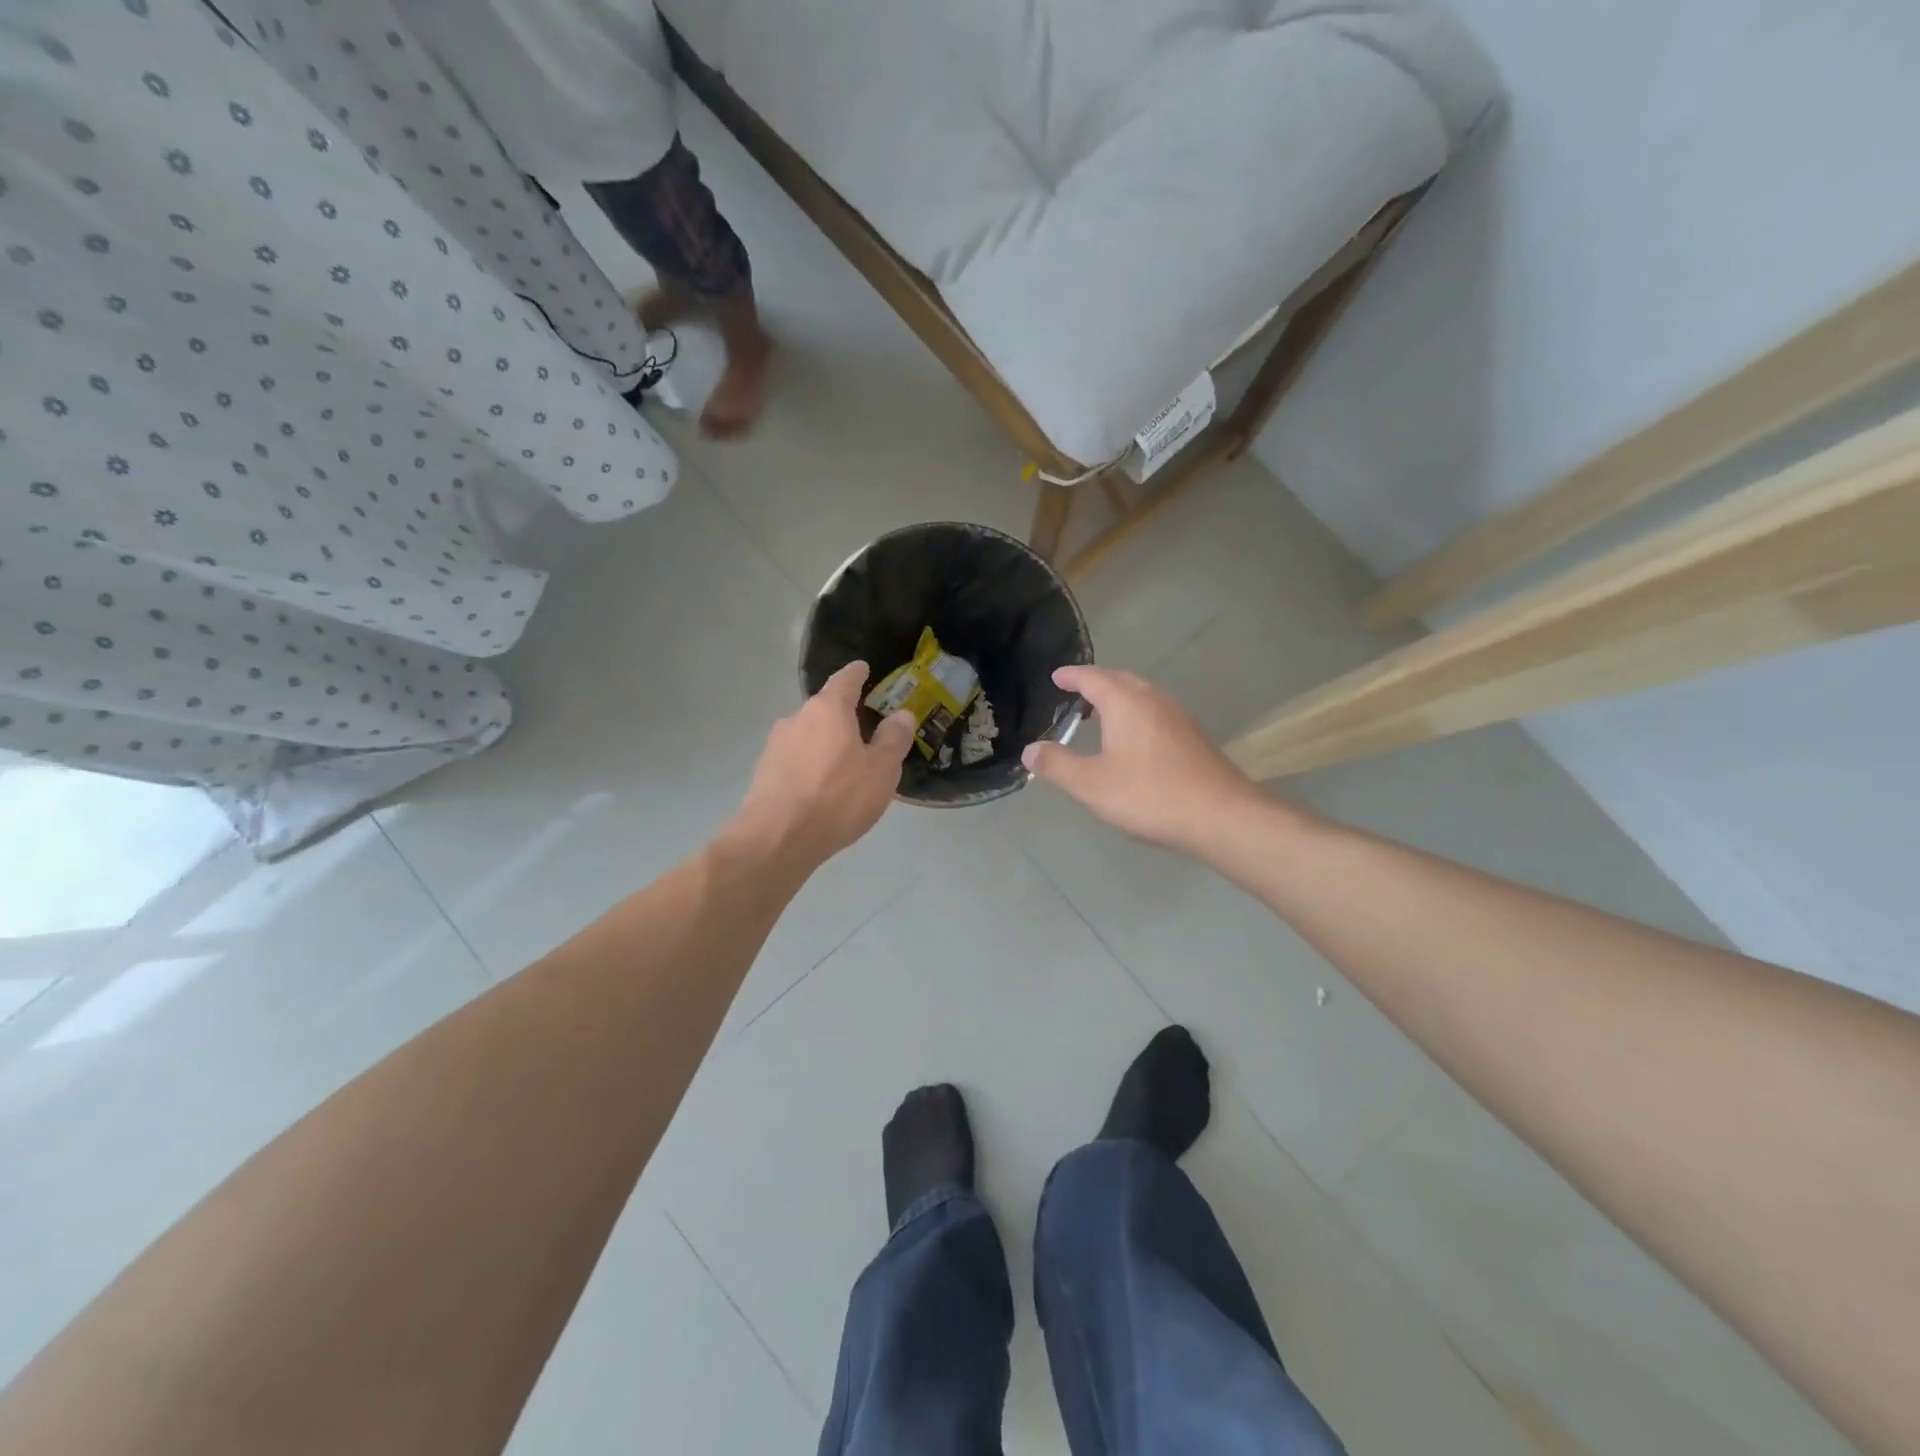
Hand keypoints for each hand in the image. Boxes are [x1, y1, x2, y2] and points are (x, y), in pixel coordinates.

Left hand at [732, 662, 916, 865]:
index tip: (863, 668)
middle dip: (843, 717)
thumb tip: (901, 714)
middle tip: (864, 731)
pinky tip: (820, 788)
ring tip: (843, 766)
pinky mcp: (764, 772)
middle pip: (824, 709)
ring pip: (807, 735)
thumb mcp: (881, 770)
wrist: (777, 838)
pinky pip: (795, 760)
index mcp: (828, 709)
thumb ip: (893, 739)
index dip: (857, 674)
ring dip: (825, 744)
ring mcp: (776, 745)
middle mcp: (797, 718)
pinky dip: (809, 766)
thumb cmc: (838, 797)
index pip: (844, 680)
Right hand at [1022, 666, 1261, 853]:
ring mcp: (1177, 716)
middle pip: (1120, 680)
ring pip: (1141, 695)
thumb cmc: (1149, 795)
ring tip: (1099, 716)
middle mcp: (1152, 699)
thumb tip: (1030, 750)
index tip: (1056, 677)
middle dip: (1096, 683)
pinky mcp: (1192, 736)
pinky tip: (1132, 740)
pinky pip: (1155, 711)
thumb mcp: (1091, 784)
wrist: (1220, 815)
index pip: (1092, 678)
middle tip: (1075, 694)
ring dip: (1118, 698)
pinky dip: (1135, 713)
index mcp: (1125, 702)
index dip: (1072, 676)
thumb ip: (1057, 765)